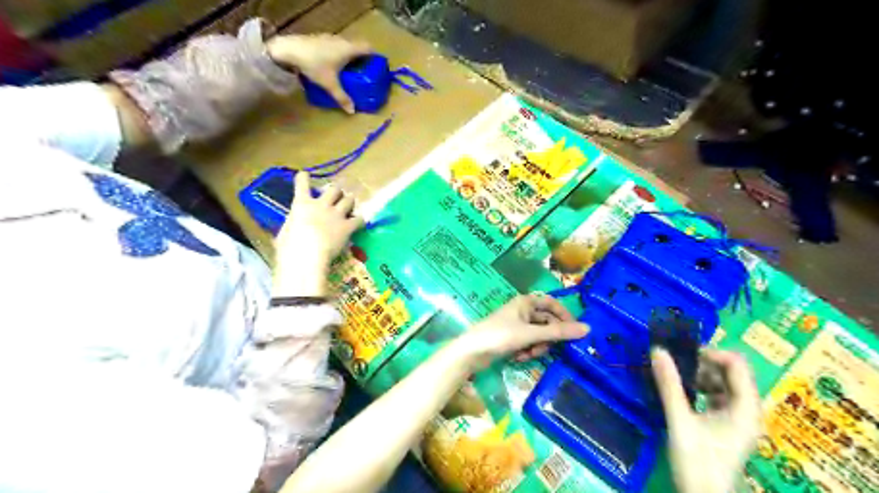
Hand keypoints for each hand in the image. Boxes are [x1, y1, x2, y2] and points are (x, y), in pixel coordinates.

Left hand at [264, 32, 368, 111]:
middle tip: (363, 73)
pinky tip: (332, 66)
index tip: (376, 66)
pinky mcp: (319, 39)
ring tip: (349, 71)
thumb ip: (342, 97)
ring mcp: (329, 38)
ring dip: (349, 57)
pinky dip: (338, 55)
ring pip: (345, 47)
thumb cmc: (314, 65)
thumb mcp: (330, 84)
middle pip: (357, 47)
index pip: (368, 48)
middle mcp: (342, 41)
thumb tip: (353, 111)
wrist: (288, 50)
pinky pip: (335, 47)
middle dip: (362, 59)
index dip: (374, 56)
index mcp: (349, 49)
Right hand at [272, 171, 360, 295]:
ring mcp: (336, 215)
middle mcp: (321, 205)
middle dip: (337, 191)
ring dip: (349, 201)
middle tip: (338, 194)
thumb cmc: (289, 246)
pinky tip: (359, 223)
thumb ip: (291, 225)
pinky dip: (359, 220)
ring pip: (349, 200)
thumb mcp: (284, 232)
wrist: (306, 256)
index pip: (302, 184)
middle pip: (334, 189)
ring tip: (350, 204)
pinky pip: (358, 219)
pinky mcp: (347, 226)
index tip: (304, 175)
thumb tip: (292, 229)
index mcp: (302, 204)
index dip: (303, 178)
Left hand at [461, 294, 588, 367]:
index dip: (565, 316)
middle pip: (547, 322)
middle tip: (544, 349)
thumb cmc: (500, 336)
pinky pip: (529, 343)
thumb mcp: (530, 334)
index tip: (574, 331)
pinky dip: (527, 351)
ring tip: (526, 354)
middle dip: (547, 338)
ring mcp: (517, 325)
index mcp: (526, 302)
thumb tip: (588, 329)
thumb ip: (558, 332)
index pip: (552, 303)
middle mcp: (523, 310)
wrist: (471, 352)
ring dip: (536, 347)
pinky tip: (518, 357)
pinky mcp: (512, 338)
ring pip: (539, 335)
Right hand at [651, 348, 762, 492]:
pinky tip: (685, 394)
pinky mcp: (730, 426)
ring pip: (726, 385)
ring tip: (679, 378)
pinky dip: (703, 390)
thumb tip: (657, 350)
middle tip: (678, 364)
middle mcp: (748, 411)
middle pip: (733, 374)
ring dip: (703, 376)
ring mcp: (740, 419)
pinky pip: (720, 397)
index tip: (685, 354)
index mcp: (745, 408)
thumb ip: (669, 384)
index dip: (713, 353)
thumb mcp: (680, 420)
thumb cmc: (697, 460)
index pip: (738, 366)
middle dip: (705, 364)